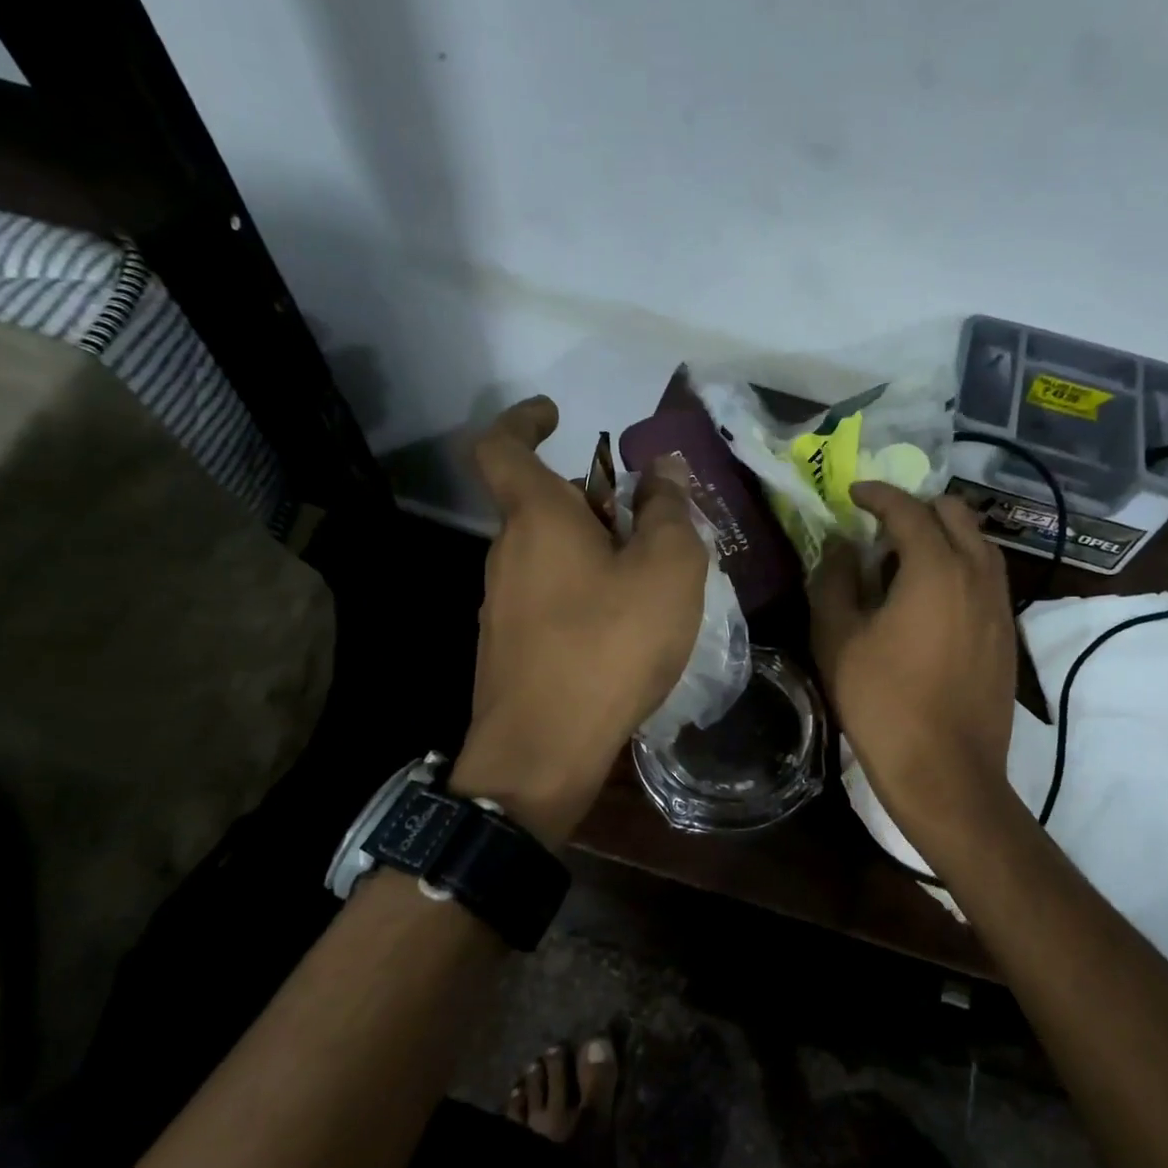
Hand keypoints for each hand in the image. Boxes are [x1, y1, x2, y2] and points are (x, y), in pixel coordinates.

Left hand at [450, 398, 707, 844]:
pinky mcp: (508, 646)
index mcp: (536, 518)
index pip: (502, 446)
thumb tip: (661, 468)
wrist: (543, 751)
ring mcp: (499, 603)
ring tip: (649, 582)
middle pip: (542, 504)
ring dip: (593, 550)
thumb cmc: (609, 646)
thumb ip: (668, 510)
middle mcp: (506, 553)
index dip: (524, 420)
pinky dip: (583, 591)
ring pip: (548, 554)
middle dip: (593, 500)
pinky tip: (622, 629)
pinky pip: (548, 596)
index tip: (557, 415)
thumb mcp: (666, 570)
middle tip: (650, 524)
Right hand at [809, 483, 1017, 835]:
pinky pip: (987, 578)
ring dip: (944, 536)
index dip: (878, 495)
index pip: (908, 509)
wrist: (946, 772)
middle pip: (956, 514)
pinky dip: (960, 566)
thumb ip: (836, 580)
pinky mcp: (1007, 635)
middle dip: (918, 508)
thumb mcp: (838, 638)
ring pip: (978, 545)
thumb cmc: (882, 703)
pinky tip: (931, 598)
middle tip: (881, 527)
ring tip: (906, 560)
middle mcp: (978, 575)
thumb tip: (845, 548)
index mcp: (936, 568)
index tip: (854, 494)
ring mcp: (999, 606)